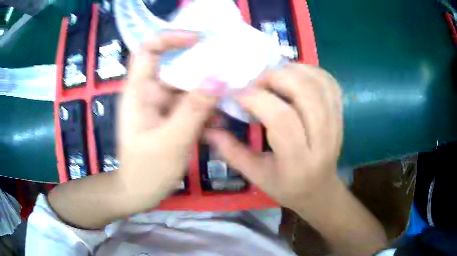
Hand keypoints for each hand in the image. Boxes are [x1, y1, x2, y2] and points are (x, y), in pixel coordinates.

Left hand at [117, 31, 223, 210]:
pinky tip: (219, 121)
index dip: (171, 37)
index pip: (149, 49)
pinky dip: (205, 108)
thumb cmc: (147, 169)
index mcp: (139, 91)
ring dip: (207, 91)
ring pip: (186, 86)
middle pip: (174, 65)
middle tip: (229, 64)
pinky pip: (190, 104)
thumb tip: (219, 77)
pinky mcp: (171, 117)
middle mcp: (149, 92)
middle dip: (200, 63)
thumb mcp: (171, 140)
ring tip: (230, 96)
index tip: (199, 39)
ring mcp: (161, 105)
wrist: (140, 192)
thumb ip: (194, 109)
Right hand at [205, 64, 342, 210]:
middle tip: (256, 80)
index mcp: (298, 160)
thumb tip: (207, 127)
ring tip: (274, 76)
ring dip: (293, 70)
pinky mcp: (341, 115)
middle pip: (305, 92)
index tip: (237, 93)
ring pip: (320, 83)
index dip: (256, 98)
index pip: (281, 118)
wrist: (320, 190)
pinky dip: (312, 71)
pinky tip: (296, 75)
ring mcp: (336, 124)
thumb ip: (231, 151)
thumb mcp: (256, 176)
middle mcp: (323, 139)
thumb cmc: (287, 187)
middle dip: (276, 77)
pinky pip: (330, 84)